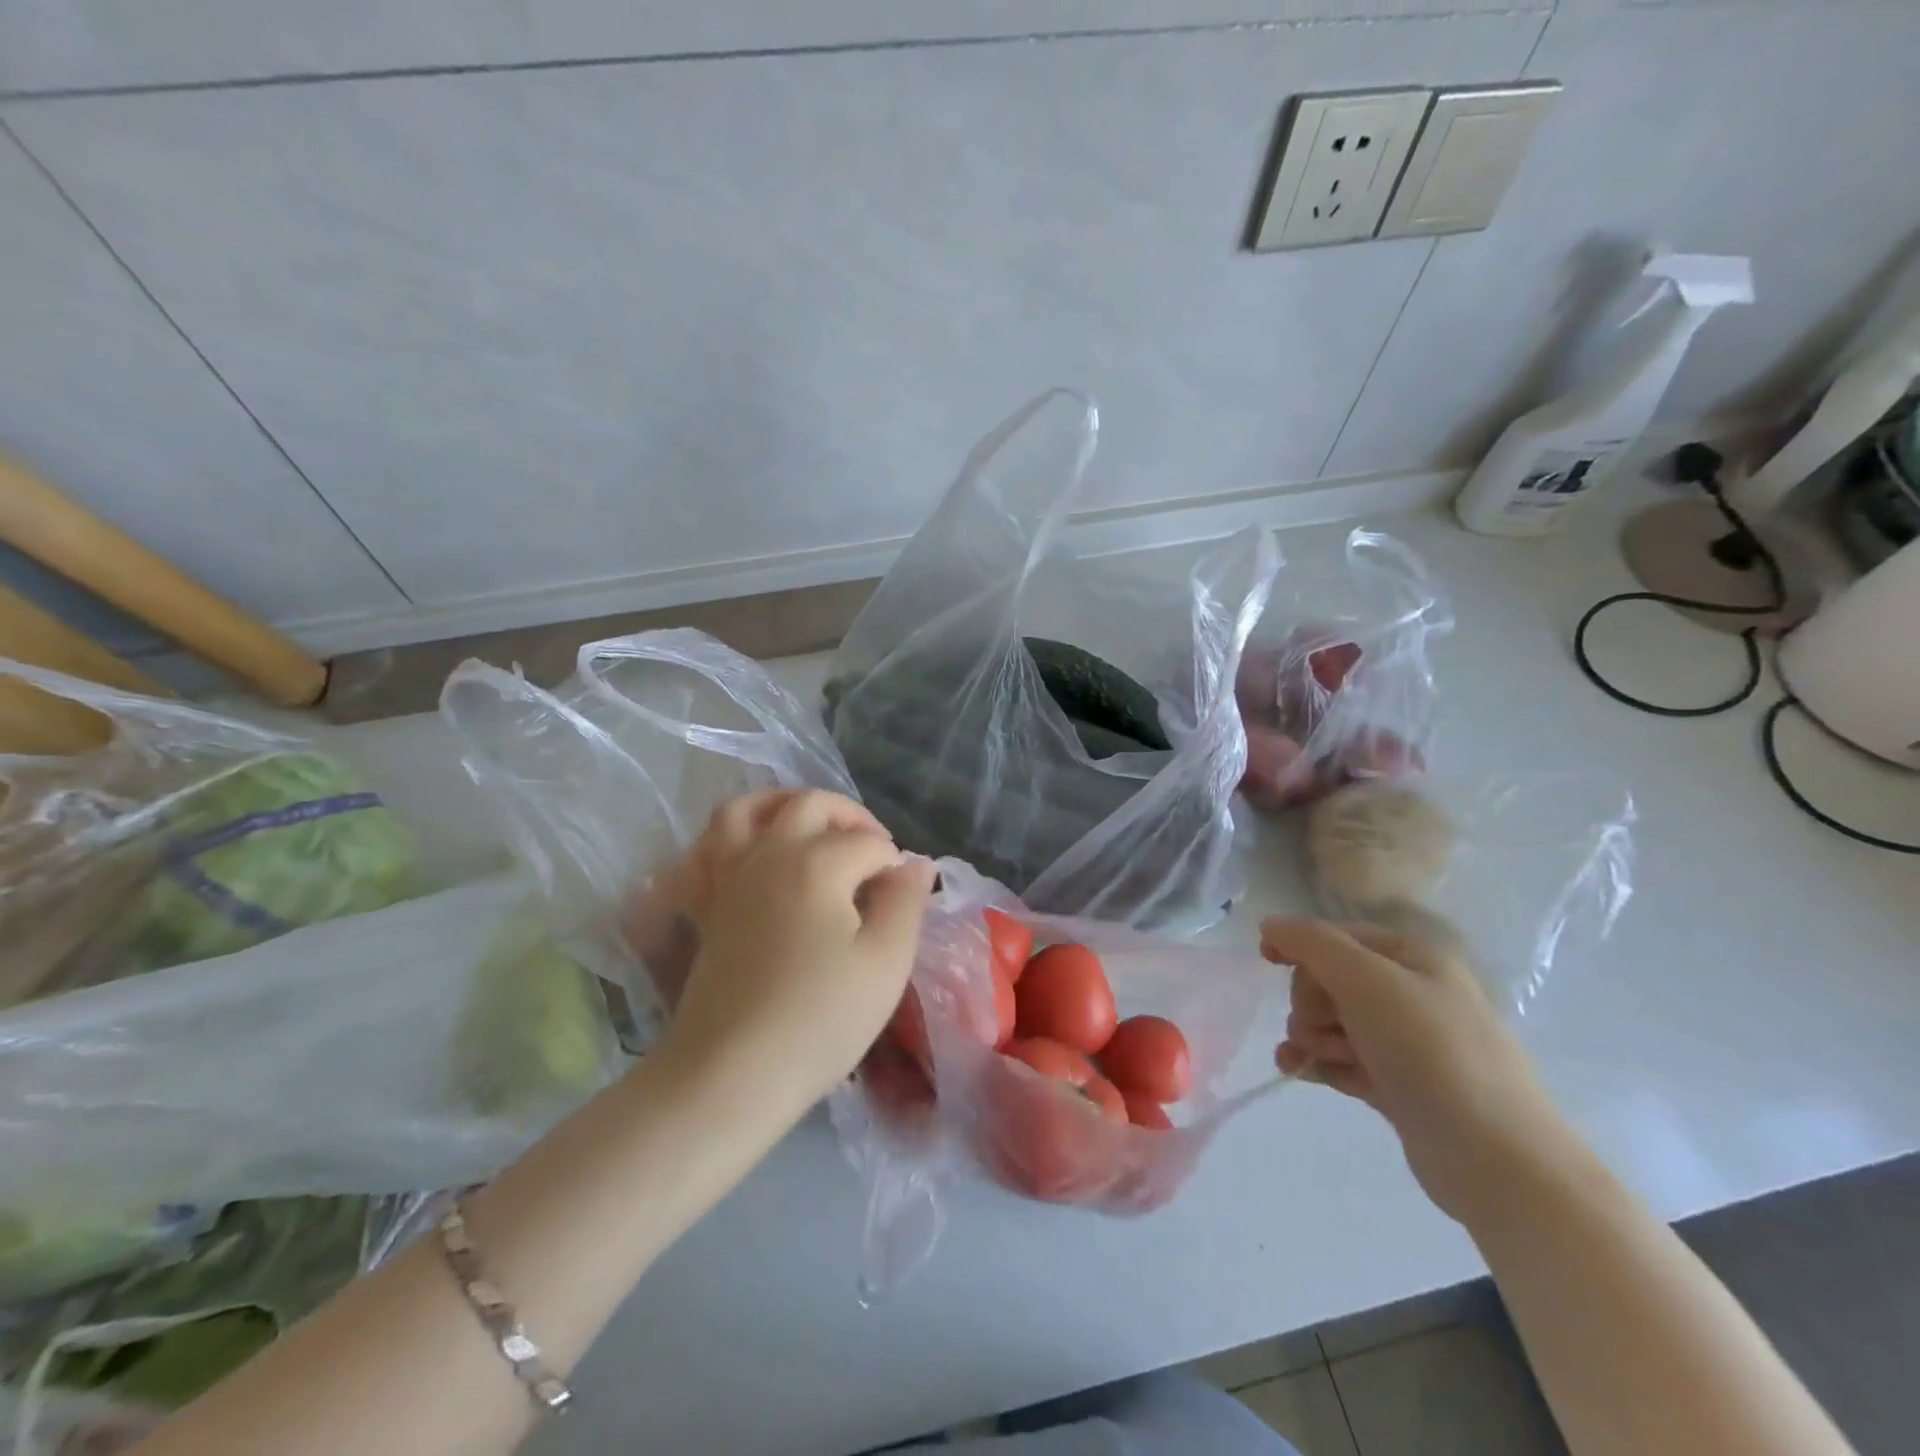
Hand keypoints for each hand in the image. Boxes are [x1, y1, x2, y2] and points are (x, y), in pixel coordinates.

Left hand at [662, 789, 935, 1115]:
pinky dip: (731, 837)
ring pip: (746, 810)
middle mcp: (767, 853)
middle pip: (809, 805)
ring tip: (811, 824)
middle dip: (850, 816)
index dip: (895, 864)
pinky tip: (753, 853)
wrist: (730, 1074)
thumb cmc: (819, 1020)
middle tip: (874, 849)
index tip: (905, 897)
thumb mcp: (885, 963)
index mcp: (816, 863)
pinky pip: (707, 849)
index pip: (868, 844)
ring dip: (783, 804)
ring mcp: (727, 876)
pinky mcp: (704, 905)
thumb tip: (916, 864)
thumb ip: (905, 903)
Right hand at [1261, 916, 1575, 1225]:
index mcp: (1413, 957)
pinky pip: (1342, 1060)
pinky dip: (1318, 1062)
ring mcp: (1406, 1043)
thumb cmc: (1430, 1052)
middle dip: (1309, 1001)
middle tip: (1315, 1027)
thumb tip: (1271, 924)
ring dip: (1310, 1035)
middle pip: (1330, 979)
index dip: (1299, 942)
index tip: (1265, 959)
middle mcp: (1411, 993)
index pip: (1338, 935)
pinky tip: (1299, 1072)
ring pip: (1333, 1022)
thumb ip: (1313, 944)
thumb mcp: (1367, 981)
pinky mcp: (1398, 1085)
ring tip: (1312, 1058)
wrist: (1498, 1160)